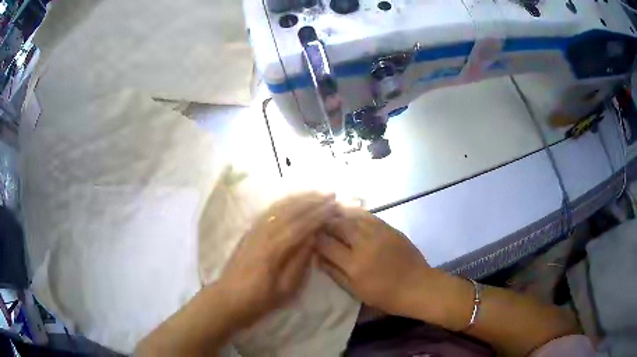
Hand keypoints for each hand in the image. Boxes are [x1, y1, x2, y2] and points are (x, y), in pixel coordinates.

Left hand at [215, 192, 337, 329]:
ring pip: (279, 208)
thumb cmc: (260, 298)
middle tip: (330, 194)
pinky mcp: (249, 231)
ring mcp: (254, 230)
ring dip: (299, 198)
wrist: (229, 298)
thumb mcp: (286, 288)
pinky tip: (292, 201)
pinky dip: (284, 203)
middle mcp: (264, 233)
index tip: (334, 206)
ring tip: (316, 193)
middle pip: (291, 211)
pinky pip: (269, 212)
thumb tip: (313, 238)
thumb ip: (300, 261)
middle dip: (312, 201)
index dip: (319, 214)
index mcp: (274, 249)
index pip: (301, 225)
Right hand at [316, 207, 431, 316]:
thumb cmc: (385, 295)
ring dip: (339, 215)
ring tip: (330, 214)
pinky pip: (369, 216)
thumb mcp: (356, 290)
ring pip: (353, 216)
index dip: (315, 238)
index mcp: (354, 264)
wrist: (417, 286)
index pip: (327, 244)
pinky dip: (356, 213)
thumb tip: (318, 258)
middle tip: (318, 223)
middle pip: (338, 225)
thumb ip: (335, 273)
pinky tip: (350, 213)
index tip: (309, 236)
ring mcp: (378, 233)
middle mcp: (364, 244)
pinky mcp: (390, 228)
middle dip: (325, 223)